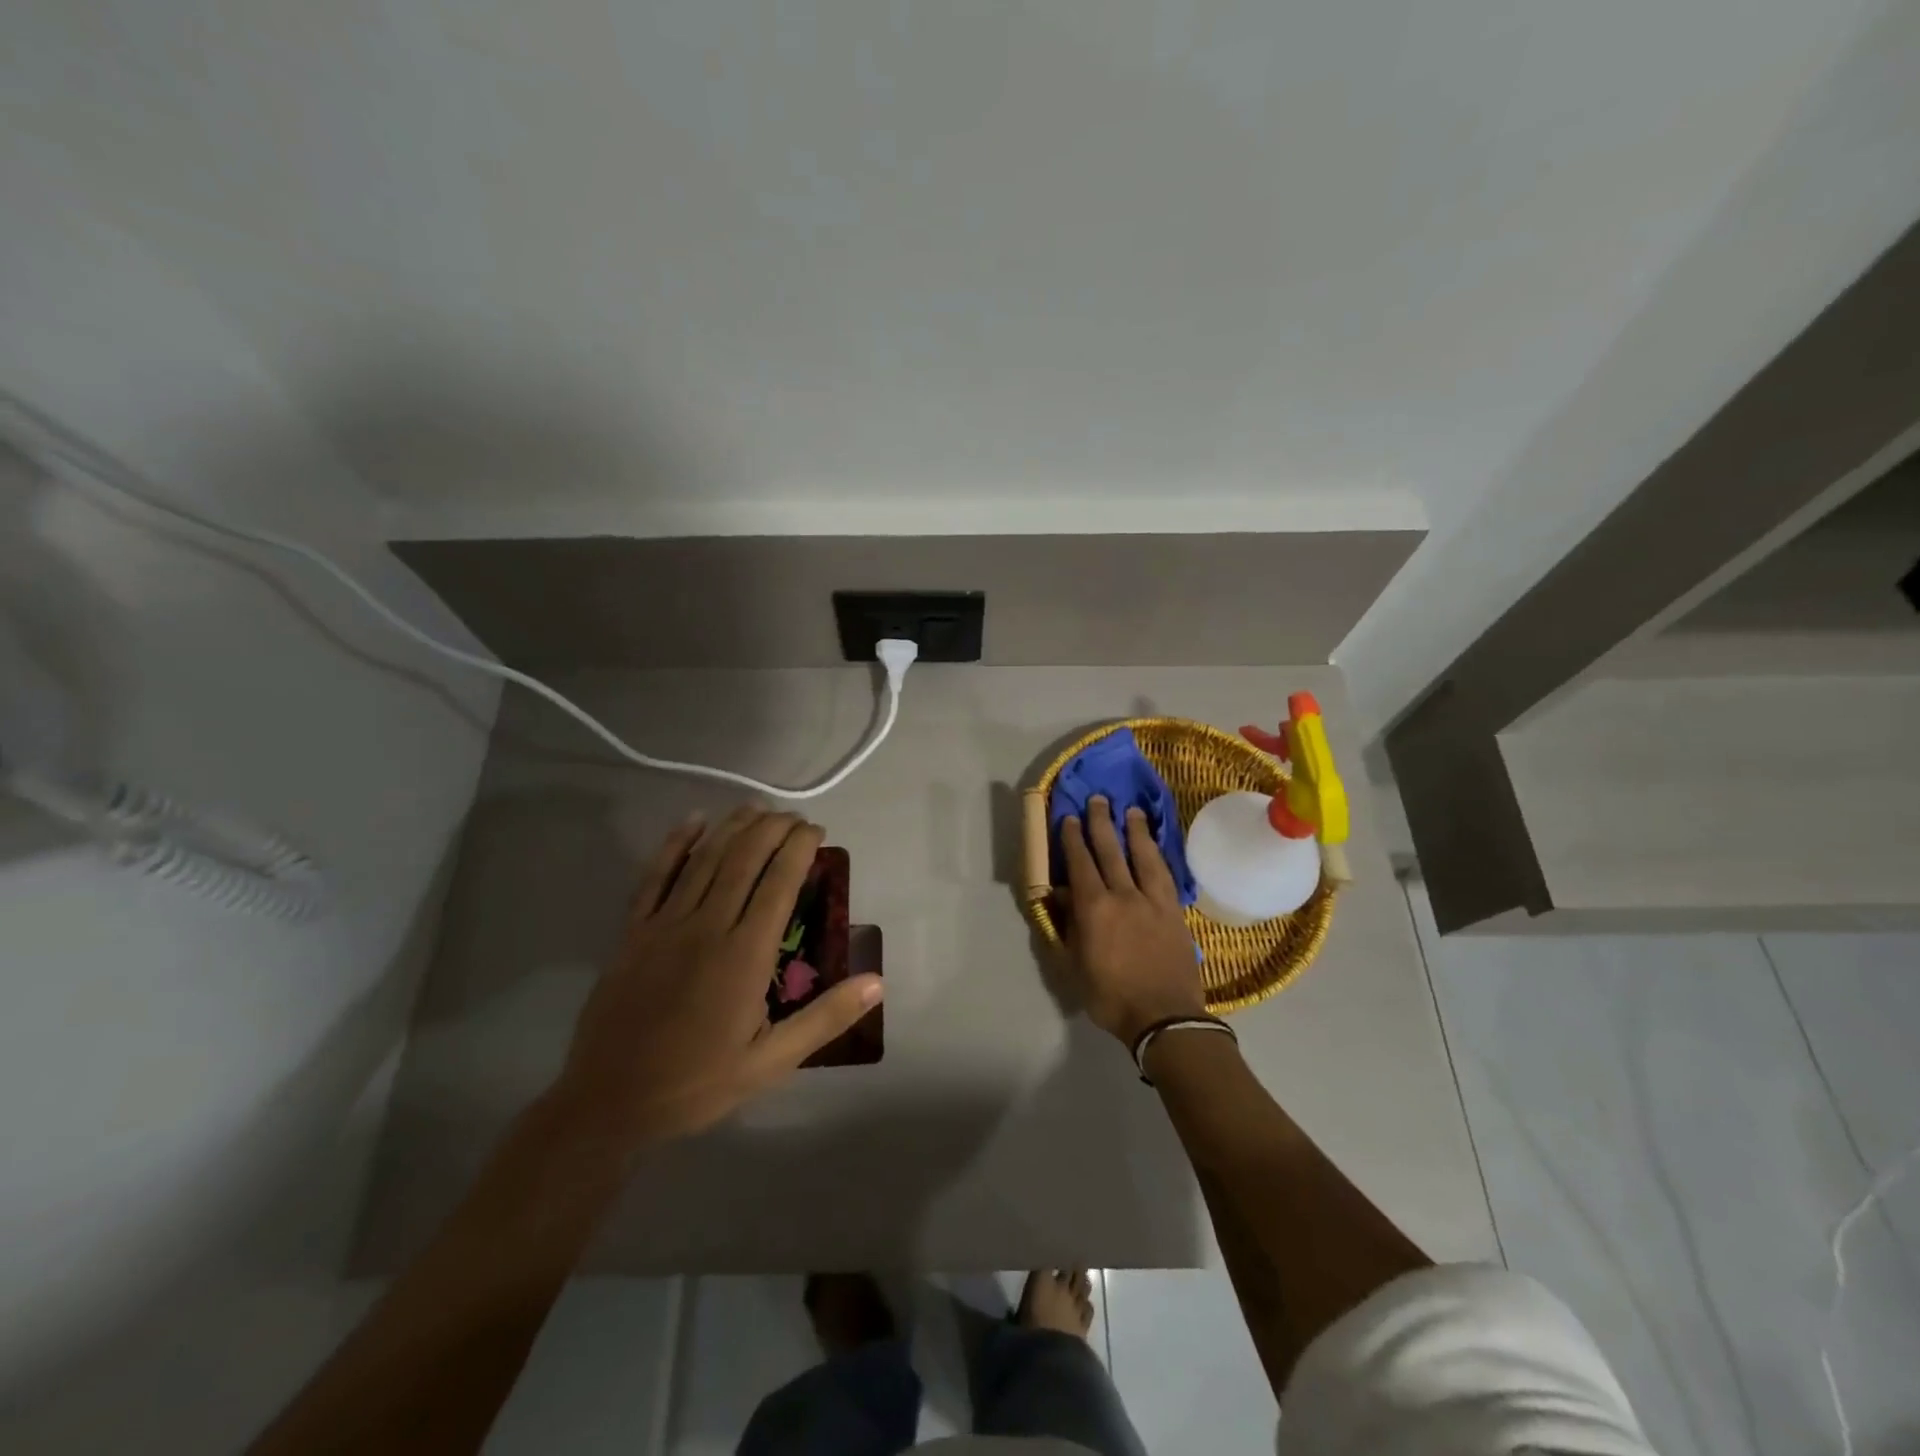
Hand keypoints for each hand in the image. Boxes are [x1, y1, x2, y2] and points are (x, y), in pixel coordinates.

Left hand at [555, 806, 882, 1144]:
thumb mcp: (771, 1063)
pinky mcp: (633, 933)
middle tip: (793, 817)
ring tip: (756, 808)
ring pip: (704, 859)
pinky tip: (692, 822)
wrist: (608, 1104)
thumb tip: (877, 981)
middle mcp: (706, 927)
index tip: (816, 830)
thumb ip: (825, 1018)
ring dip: (732, 827)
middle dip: (772, 829)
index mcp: (744, 955)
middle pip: (743, 859)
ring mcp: (664, 926)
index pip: (779, 882)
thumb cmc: (697, 1083)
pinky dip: (674, 845)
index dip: (799, 847)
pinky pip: (655, 877)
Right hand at [1057, 796, 1206, 1044]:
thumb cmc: (1110, 996)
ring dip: (1134, 831)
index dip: (1072, 838)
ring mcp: (1152, 901)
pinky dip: (1157, 856)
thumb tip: (1060, 896)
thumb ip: (1067, 926)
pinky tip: (1154, 847)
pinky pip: (1165, 875)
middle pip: (1110, 851)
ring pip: (1142, 856)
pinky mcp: (1174, 911)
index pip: (1080, 863)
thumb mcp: (1074, 966)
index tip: (1068, 817)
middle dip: (1101, 823)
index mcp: (1094, 908)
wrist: (1164, 1017)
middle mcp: (1123, 895)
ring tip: (1130, 811)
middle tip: (1097, 799)